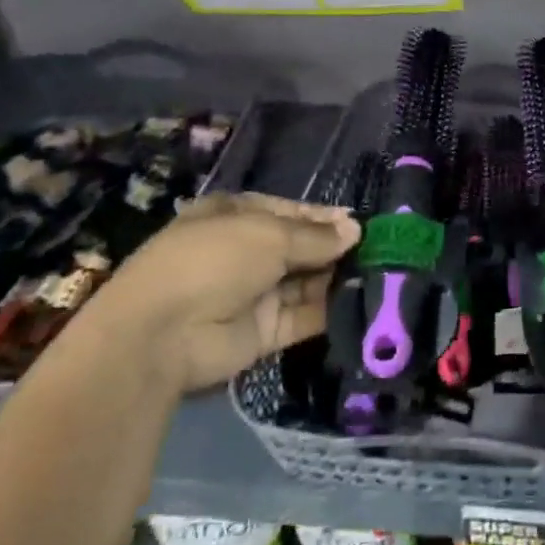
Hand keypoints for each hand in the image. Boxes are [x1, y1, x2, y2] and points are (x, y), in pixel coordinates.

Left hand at [80, 191, 358, 394]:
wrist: (162, 333)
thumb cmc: (214, 260)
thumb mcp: (269, 234)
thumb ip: (315, 236)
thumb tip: (355, 230)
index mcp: (237, 216)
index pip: (290, 212)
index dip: (324, 217)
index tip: (361, 224)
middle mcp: (246, 252)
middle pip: (300, 247)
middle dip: (335, 249)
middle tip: (381, 251)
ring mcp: (254, 293)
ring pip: (305, 282)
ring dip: (337, 278)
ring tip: (382, 274)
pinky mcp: (264, 332)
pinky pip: (303, 316)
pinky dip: (330, 310)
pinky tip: (364, 302)